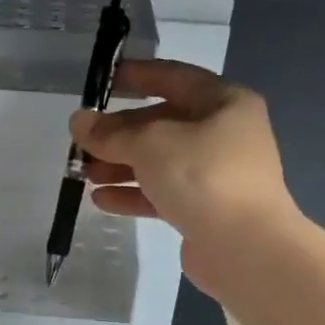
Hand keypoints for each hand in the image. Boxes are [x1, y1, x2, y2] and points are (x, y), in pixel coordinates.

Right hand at [69, 59, 297, 294]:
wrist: (246, 248)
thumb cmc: (203, 177)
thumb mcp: (150, 145)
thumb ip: (110, 133)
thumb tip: (79, 121)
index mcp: (223, 103)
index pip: (174, 78)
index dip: (138, 76)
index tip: (103, 80)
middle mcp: (223, 133)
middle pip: (162, 123)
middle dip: (120, 132)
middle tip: (82, 140)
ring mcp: (215, 174)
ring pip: (160, 161)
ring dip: (121, 165)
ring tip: (83, 173)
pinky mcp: (205, 209)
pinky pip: (163, 193)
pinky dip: (133, 193)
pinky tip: (101, 199)